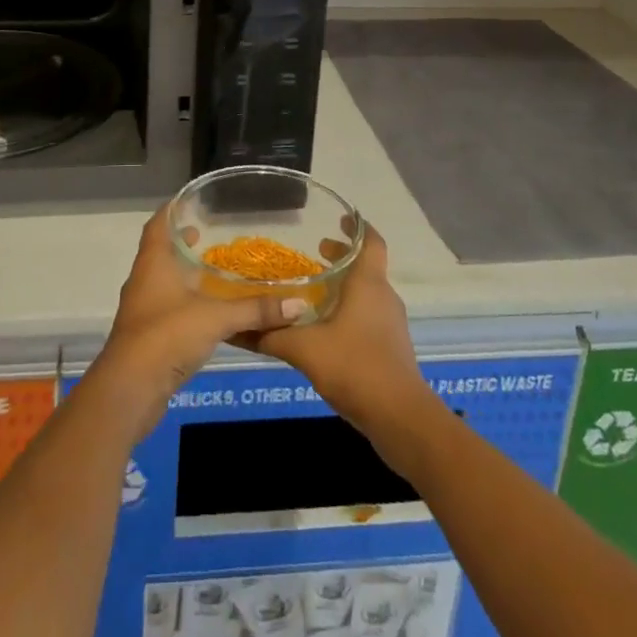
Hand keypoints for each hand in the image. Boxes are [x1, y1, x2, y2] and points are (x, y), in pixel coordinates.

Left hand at [87, 206, 305, 439]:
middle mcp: (144, 279)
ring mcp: (143, 309)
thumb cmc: (167, 336)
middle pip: (161, 251)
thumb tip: (299, 304)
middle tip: (214, 234)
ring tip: (216, 269)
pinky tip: (210, 309)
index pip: (159, 223)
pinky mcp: (148, 336)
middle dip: (185, 242)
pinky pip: (169, 307)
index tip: (193, 200)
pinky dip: (188, 301)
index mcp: (153, 263)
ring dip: (186, 273)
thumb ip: (256, 310)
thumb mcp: (216, 318)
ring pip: (165, 280)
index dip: (173, 209)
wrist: (130, 389)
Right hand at [249, 224, 436, 446]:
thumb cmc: (356, 367)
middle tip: (314, 253)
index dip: (357, 227)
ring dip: (344, 285)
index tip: (339, 217)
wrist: (401, 419)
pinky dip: (349, 310)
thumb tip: (235, 327)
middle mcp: (383, 297)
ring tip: (314, 290)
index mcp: (368, 284)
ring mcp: (390, 324)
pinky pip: (368, 315)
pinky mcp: (390, 348)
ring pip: (367, 292)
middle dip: (342, 257)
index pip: (371, 242)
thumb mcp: (305, 349)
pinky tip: (325, 328)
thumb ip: (271, 335)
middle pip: (366, 266)